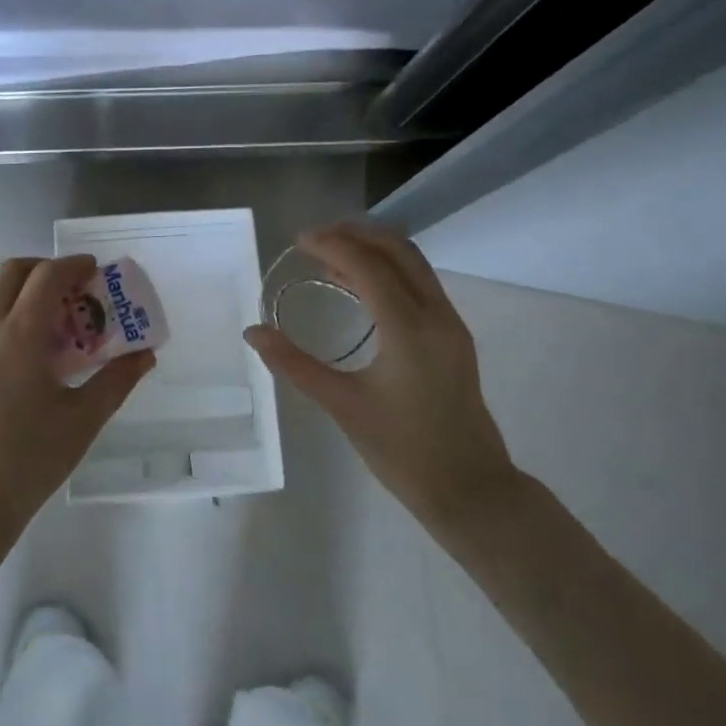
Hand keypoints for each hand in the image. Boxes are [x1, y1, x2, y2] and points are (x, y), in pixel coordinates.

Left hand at [0, 255, 154, 553]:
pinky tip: (8, 337)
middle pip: (10, 271)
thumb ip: (116, 381)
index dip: (72, 265)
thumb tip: (146, 355)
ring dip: (8, 280)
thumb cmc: (29, 461)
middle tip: (68, 287)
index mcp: (20, 335)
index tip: (93, 270)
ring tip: (33, 305)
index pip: (46, 277)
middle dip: (42, 267)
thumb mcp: (83, 421)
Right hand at [244, 222, 519, 540]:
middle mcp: (436, 316)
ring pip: (414, 265)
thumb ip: (294, 364)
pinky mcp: (453, 338)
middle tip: (315, 239)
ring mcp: (450, 325)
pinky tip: (359, 287)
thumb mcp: (342, 406)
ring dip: (374, 250)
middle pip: (398, 251)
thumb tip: (253, 332)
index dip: (332, 245)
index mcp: (410, 329)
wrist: (472, 490)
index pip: (368, 266)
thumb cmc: (403, 451)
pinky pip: (420, 285)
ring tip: (330, 255)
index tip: (299, 240)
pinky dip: (388, 271)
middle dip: (356, 235)